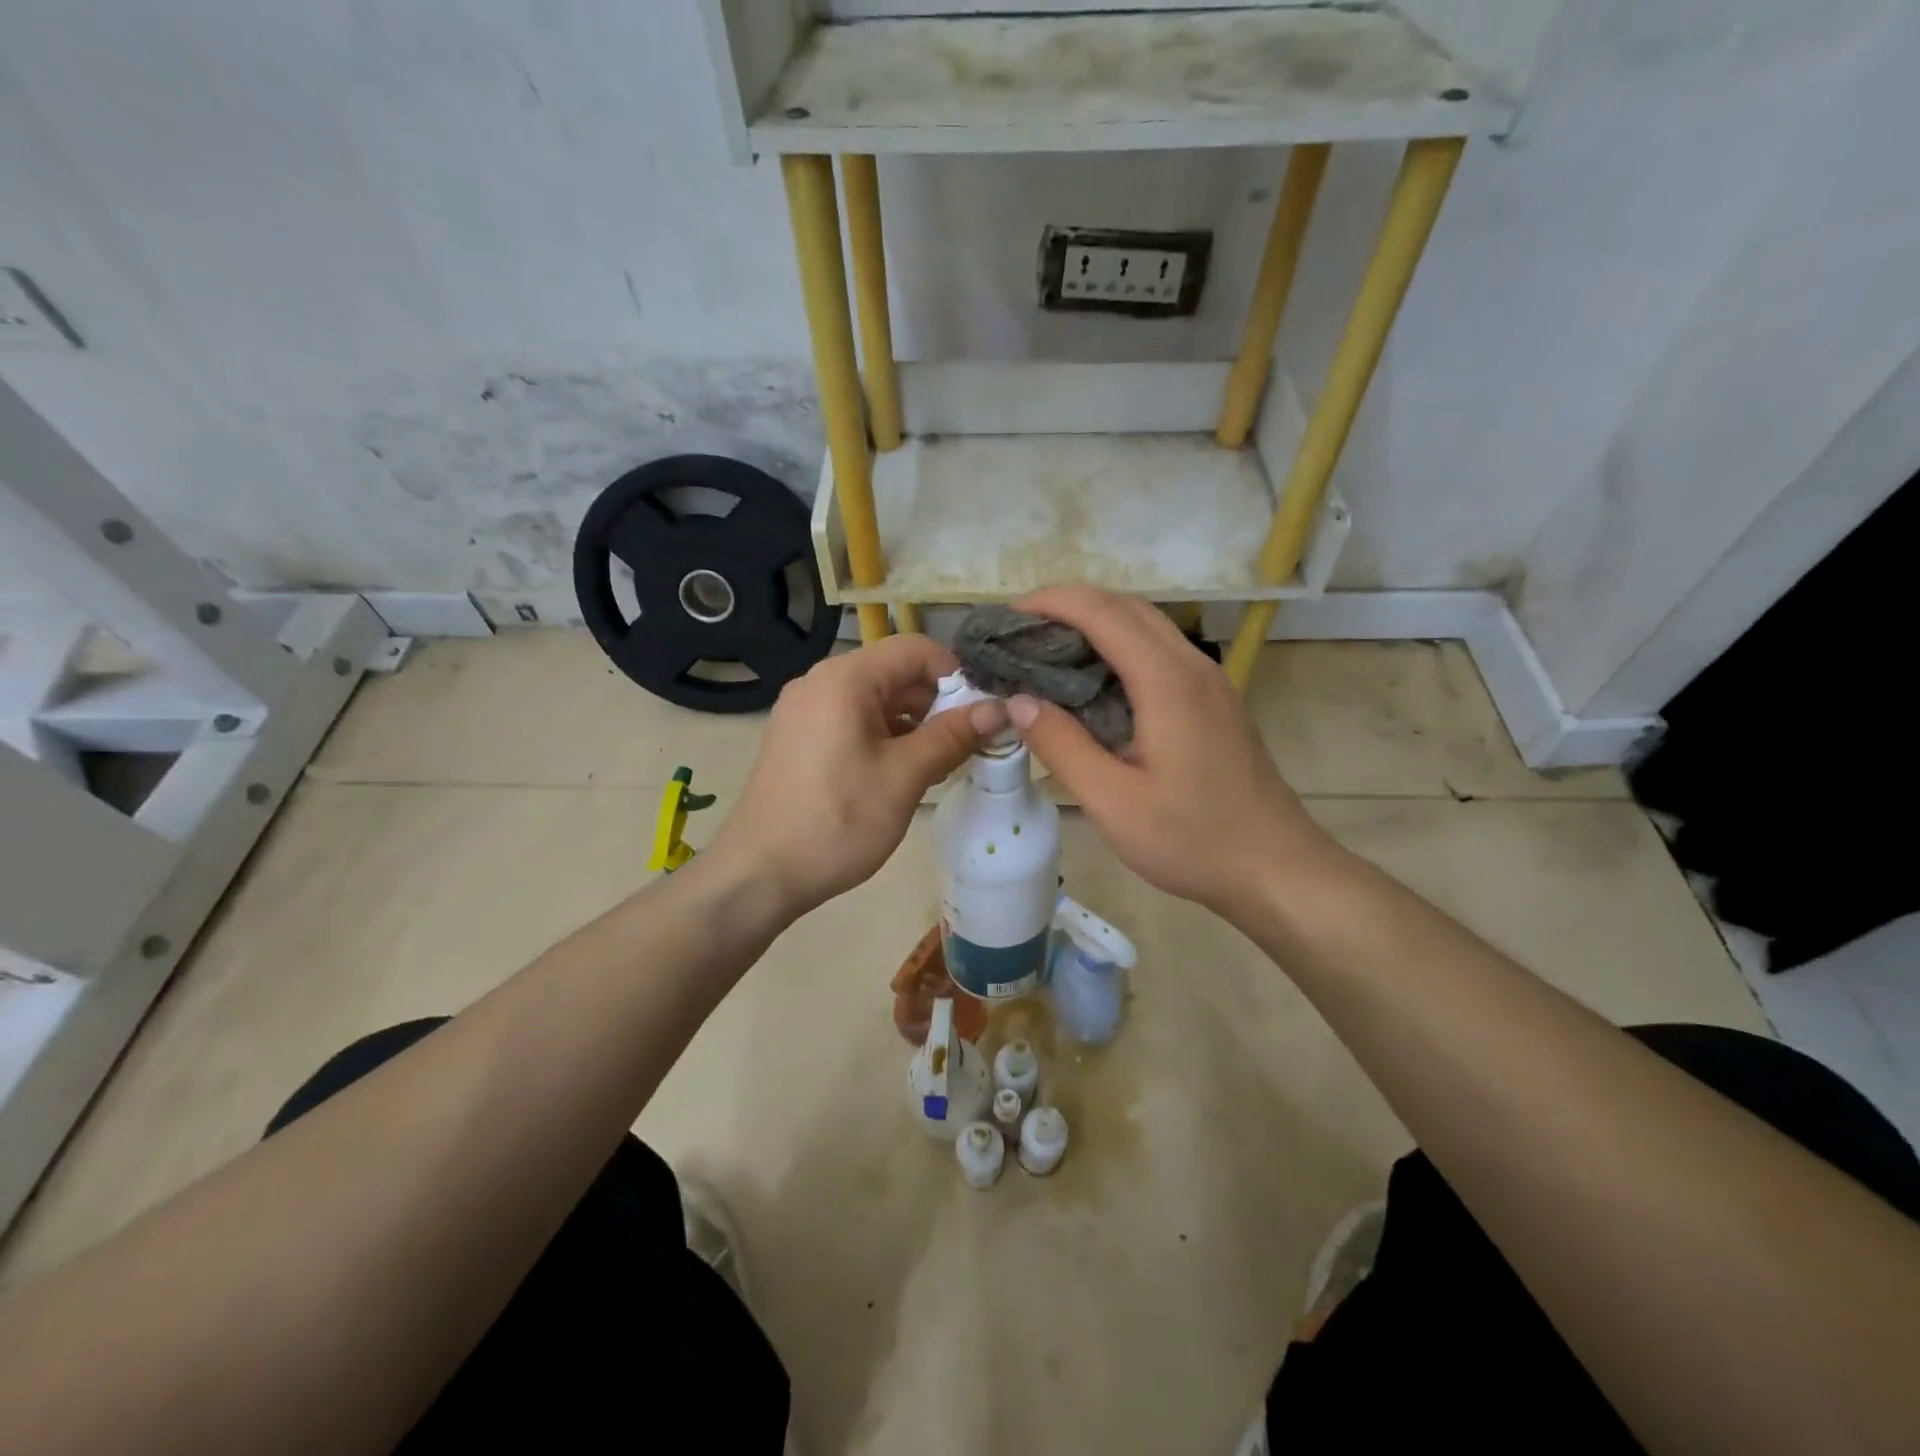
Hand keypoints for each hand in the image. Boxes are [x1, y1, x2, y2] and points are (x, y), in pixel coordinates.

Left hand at [709, 635, 1005, 919]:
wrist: (759, 873)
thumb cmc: (837, 821)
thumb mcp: (904, 777)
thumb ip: (951, 736)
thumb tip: (998, 709)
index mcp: (844, 679)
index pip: (915, 649)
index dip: (956, 674)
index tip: (982, 712)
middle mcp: (820, 682)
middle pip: (894, 672)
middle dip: (936, 702)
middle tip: (968, 744)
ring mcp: (803, 709)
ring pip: (874, 699)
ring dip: (912, 722)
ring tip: (940, 763)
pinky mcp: (797, 736)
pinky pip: (851, 719)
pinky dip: (883, 735)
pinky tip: (902, 772)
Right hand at [1005, 588, 1340, 919]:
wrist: (1275, 868)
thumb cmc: (1193, 840)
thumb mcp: (1113, 803)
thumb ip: (1062, 747)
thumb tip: (1018, 701)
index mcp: (1167, 682)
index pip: (1103, 613)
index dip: (1051, 602)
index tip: (1007, 617)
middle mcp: (1193, 667)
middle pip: (1126, 607)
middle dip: (1069, 606)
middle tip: (1021, 635)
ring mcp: (1210, 681)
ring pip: (1147, 627)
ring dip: (1096, 624)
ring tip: (1048, 653)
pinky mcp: (1214, 700)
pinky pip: (1160, 652)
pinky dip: (1119, 647)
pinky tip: (1094, 683)